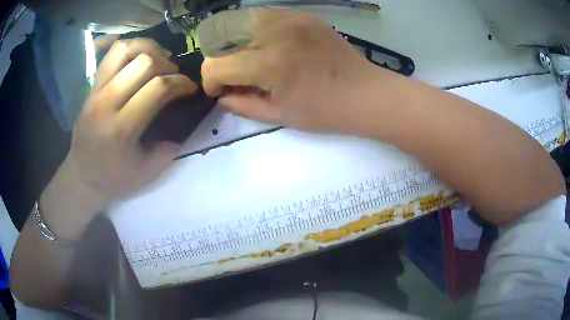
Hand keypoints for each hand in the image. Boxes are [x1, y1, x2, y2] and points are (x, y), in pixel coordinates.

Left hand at [61, 38, 196, 209]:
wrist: (82, 177)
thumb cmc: (114, 179)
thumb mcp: (147, 173)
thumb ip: (170, 147)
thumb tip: (184, 122)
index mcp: (122, 128)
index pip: (158, 87)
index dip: (181, 83)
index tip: (190, 89)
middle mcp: (106, 102)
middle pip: (144, 62)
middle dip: (168, 65)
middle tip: (173, 77)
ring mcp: (96, 91)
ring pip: (124, 49)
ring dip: (148, 49)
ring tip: (158, 60)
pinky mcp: (91, 87)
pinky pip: (110, 55)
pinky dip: (129, 48)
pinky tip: (139, 57)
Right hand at [201, 9, 386, 132]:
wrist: (364, 93)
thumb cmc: (324, 111)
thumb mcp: (279, 115)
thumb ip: (242, 104)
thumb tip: (221, 95)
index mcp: (268, 63)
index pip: (215, 65)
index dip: (211, 81)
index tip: (220, 90)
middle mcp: (274, 32)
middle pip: (221, 38)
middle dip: (220, 60)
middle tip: (234, 74)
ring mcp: (290, 18)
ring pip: (239, 21)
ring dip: (234, 42)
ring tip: (248, 58)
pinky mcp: (302, 14)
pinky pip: (263, 15)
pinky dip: (254, 29)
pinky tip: (267, 44)